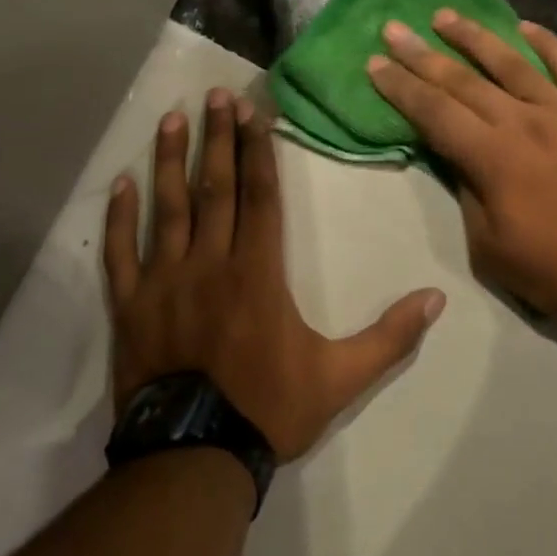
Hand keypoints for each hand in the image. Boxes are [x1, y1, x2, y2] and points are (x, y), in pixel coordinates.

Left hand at [103, 89, 446, 461]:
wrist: (192, 460)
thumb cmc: (268, 409)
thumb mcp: (341, 378)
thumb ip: (390, 337)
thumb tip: (437, 299)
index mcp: (258, 272)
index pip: (260, 195)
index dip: (258, 150)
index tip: (254, 112)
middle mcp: (210, 262)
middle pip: (215, 187)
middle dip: (218, 137)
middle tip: (214, 95)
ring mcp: (164, 281)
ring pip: (167, 207)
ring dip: (169, 160)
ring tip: (170, 118)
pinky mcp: (131, 306)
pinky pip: (122, 253)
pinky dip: (120, 217)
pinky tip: (119, 183)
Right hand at [366, 12, 556, 319]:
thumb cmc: (555, 269)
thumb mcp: (489, 247)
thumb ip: (468, 191)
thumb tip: (458, 154)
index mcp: (492, 157)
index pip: (433, 111)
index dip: (400, 86)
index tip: (375, 63)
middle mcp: (523, 121)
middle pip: (462, 80)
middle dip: (422, 54)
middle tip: (395, 29)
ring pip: (511, 62)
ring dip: (474, 37)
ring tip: (445, 16)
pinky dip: (548, 44)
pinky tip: (526, 27)